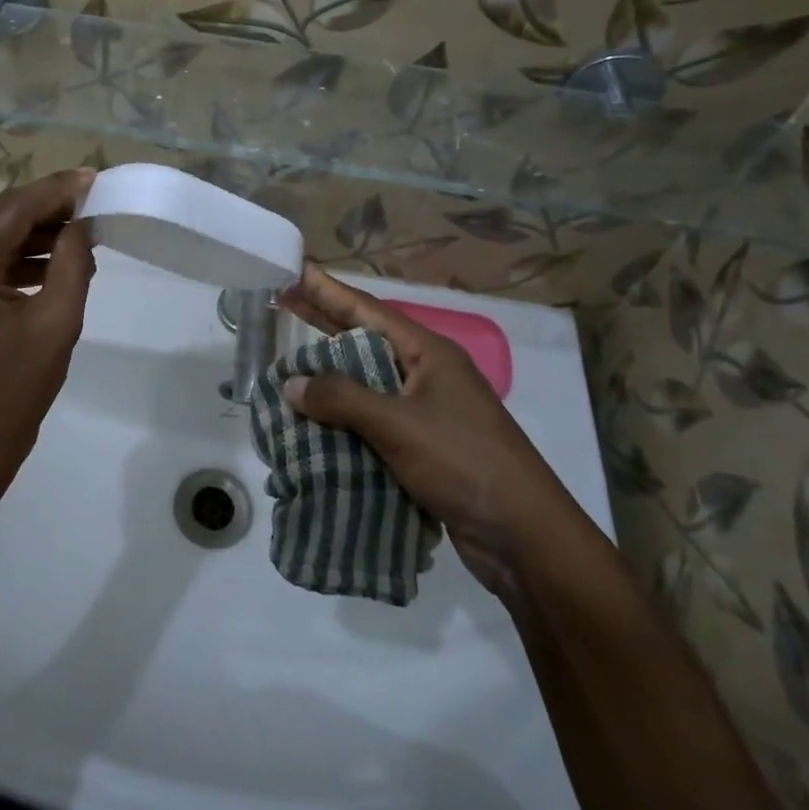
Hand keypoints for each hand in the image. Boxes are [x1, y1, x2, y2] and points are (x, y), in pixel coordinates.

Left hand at [0, 169, 96, 506]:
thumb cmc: (15, 391)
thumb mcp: (56, 324)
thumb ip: (71, 264)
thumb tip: (82, 224)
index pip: (10, 213)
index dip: (53, 192)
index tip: (92, 179)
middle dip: (46, 206)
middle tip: (91, 198)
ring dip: (36, 231)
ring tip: (83, 229)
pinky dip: (22, 256)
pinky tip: (58, 260)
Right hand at [278, 265, 584, 598]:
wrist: (524, 538)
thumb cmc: (464, 462)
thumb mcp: (399, 424)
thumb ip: (343, 399)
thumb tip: (292, 384)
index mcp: (429, 354)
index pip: (369, 311)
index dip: (330, 291)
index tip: (298, 271)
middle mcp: (427, 376)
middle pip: (366, 342)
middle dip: (325, 325)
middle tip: (284, 305)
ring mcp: (427, 413)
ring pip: (367, 386)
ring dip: (330, 379)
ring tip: (289, 366)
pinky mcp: (423, 449)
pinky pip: (372, 424)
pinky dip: (343, 421)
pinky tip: (313, 424)